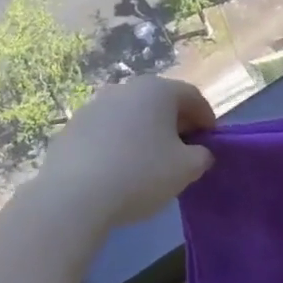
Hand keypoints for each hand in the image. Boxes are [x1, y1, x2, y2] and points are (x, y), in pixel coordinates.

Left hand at [28, 78, 214, 235]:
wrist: (74, 195)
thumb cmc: (140, 174)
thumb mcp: (186, 170)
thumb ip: (202, 156)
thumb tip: (199, 152)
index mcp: (158, 90)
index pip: (192, 96)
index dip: (206, 118)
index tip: (210, 142)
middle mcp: (126, 88)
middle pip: (160, 102)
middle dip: (175, 124)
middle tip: (183, 152)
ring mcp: (94, 105)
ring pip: (131, 115)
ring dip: (145, 132)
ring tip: (149, 163)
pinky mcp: (72, 126)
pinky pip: (106, 131)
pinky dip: (118, 143)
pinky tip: (118, 169)